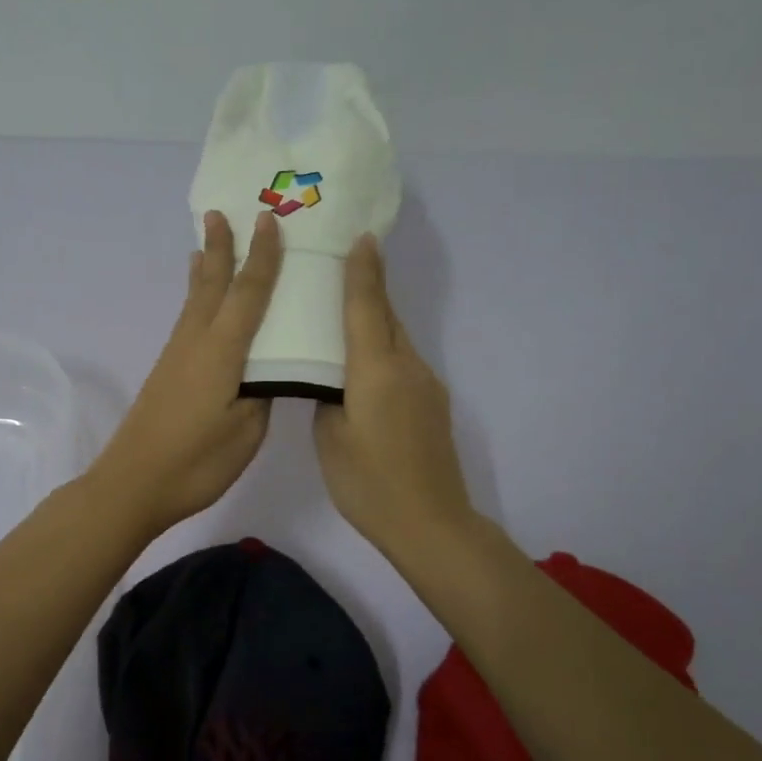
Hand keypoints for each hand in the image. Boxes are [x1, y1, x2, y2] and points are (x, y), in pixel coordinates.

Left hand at [87, 210, 284, 534]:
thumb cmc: (196, 461)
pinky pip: (187, 320)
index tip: (269, 221)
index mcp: (222, 351)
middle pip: (212, 285)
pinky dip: (195, 299)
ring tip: (204, 244)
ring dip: (204, 269)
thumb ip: (261, 394)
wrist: (133, 484)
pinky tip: (196, 304)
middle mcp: (196, 342)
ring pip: (195, 301)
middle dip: (220, 248)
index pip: (248, 294)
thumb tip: (267, 371)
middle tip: (220, 212)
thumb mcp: (246, 431)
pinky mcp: (167, 373)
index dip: (262, 257)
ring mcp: (177, 356)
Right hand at [314, 234, 475, 554]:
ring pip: (396, 339)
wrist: (431, 523)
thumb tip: (332, 380)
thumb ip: (328, 397)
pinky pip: (403, 362)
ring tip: (343, 313)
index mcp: (376, 371)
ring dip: (374, 320)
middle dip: (368, 287)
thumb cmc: (368, 483)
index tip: (361, 237)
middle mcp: (407, 367)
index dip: (362, 271)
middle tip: (341, 264)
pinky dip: (383, 350)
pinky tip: (364, 365)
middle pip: (386, 316)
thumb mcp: (330, 438)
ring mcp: (426, 384)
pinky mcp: (433, 403)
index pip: (366, 308)